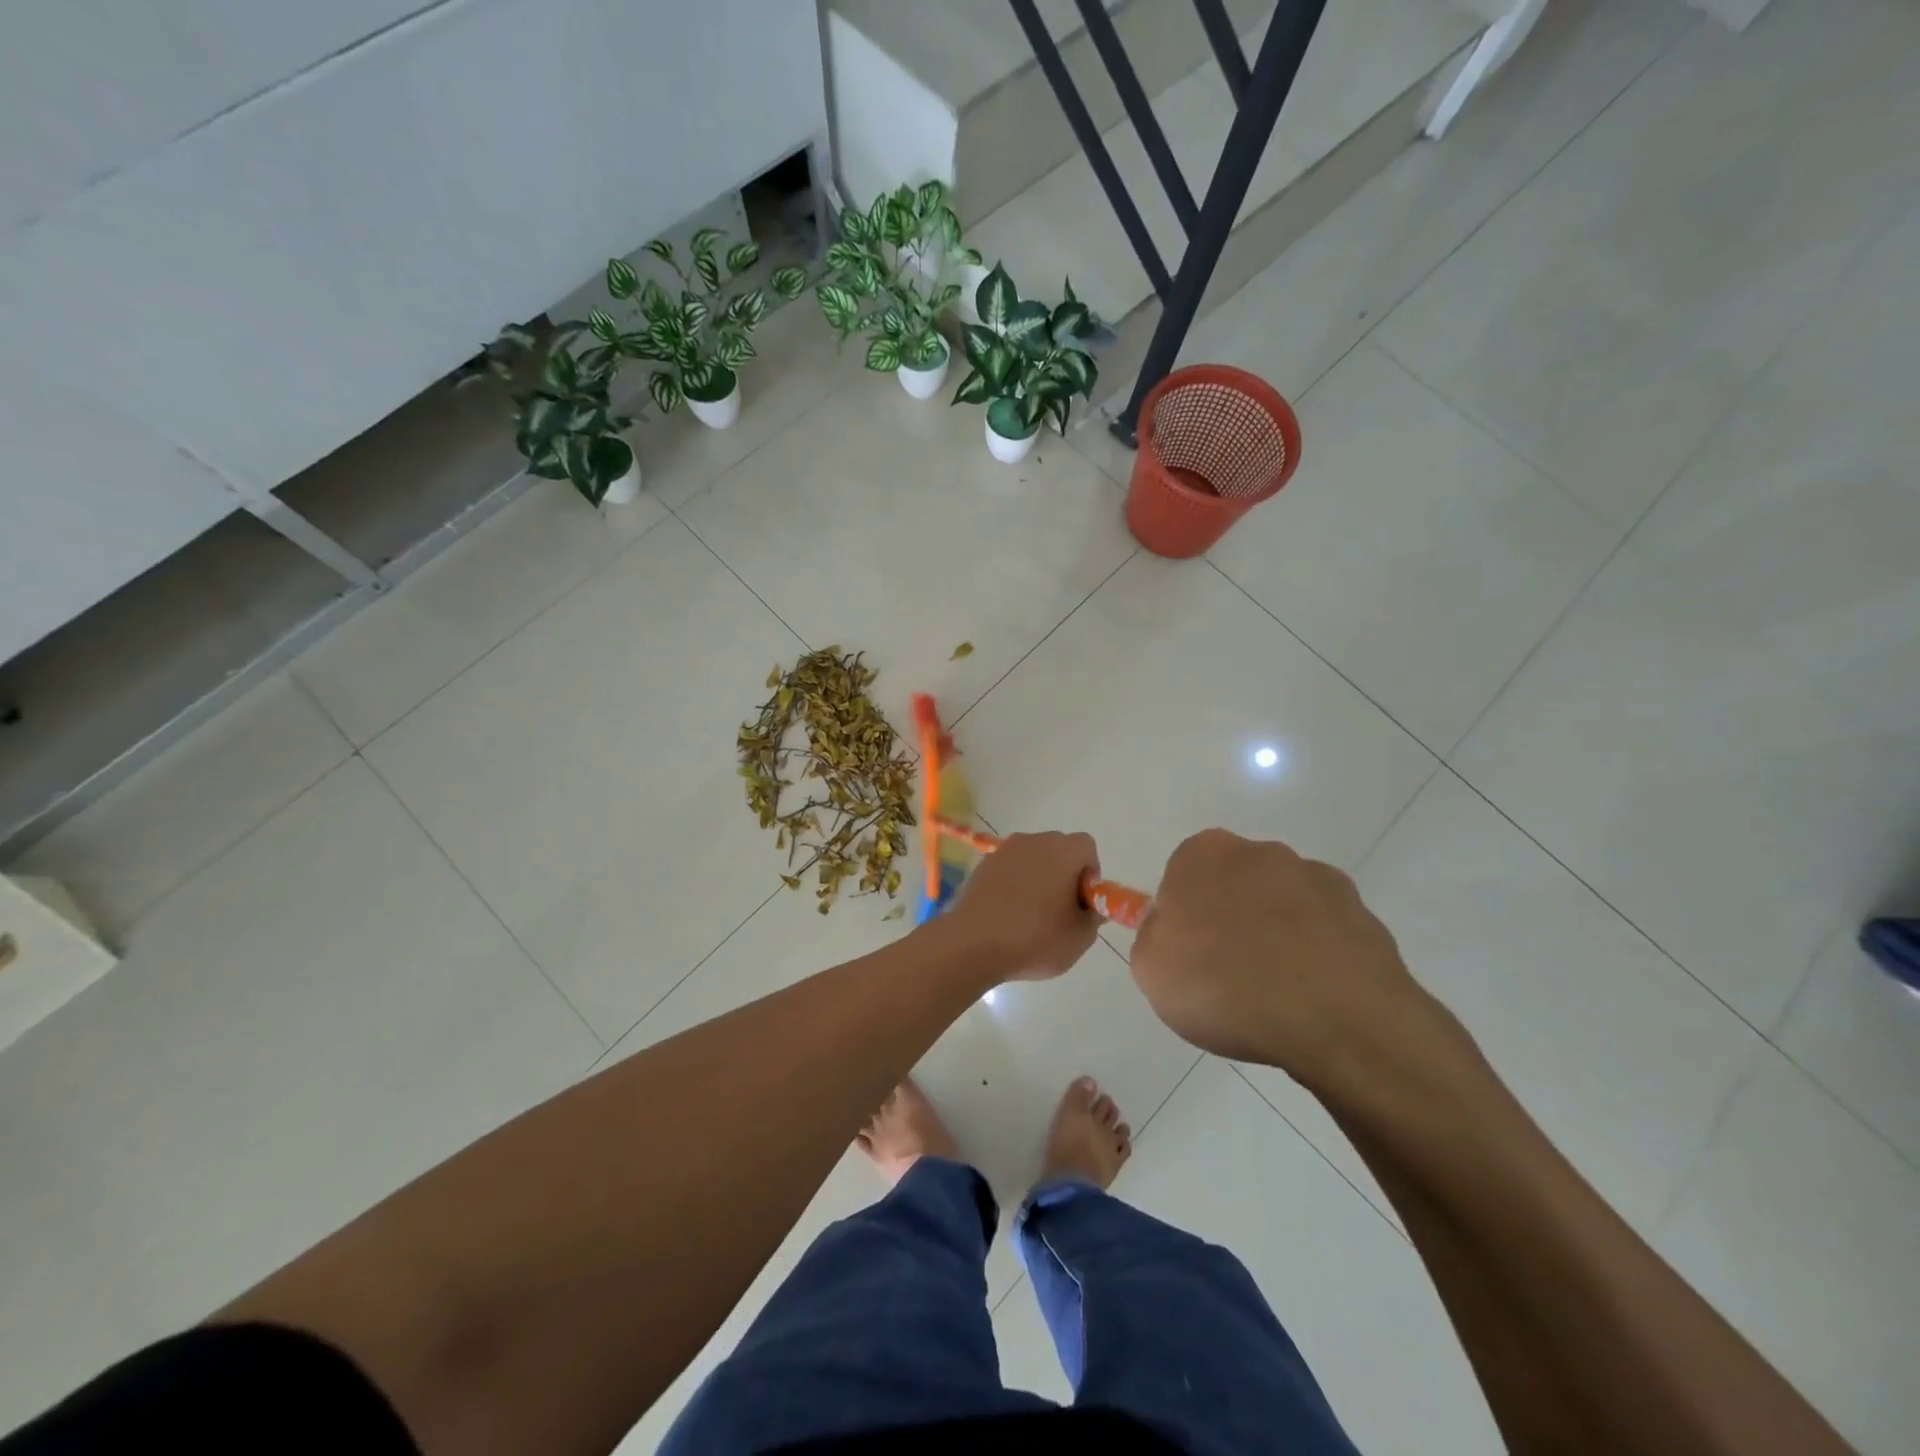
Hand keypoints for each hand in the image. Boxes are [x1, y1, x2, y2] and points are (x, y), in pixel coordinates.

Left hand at [942, 831, 1101, 980]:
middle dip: (1064, 873)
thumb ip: (1093, 916)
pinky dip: (1013, 883)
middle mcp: (1034, 841)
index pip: (1086, 847)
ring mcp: (1004, 851)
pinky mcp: (983, 865)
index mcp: (1063, 851)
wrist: (972, 944)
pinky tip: (1007, 913)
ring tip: (1031, 914)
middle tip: (1060, 909)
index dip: (1089, 873)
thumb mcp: (1079, 938)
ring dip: (1038, 877)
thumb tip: (1089, 906)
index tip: (1082, 901)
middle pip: (1058, 849)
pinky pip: (1009, 868)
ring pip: (1032, 858)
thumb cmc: (1034, 939)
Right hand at [1130, 829, 1451, 1086]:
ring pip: (1282, 906)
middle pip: (1233, 884)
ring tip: (1276, 995)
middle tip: (1226, 975)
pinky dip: (1317, 954)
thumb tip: (1173, 927)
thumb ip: (1153, 935)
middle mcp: (1262, 852)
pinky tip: (1313, 996)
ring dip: (1276, 935)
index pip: (1181, 875)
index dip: (1182, 917)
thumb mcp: (1151, 968)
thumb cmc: (1226, 988)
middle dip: (1230, 919)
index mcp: (1204, 854)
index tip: (1187, 955)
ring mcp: (1318, 879)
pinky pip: (1325, 931)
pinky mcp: (1363, 914)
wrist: (1339, 1022)